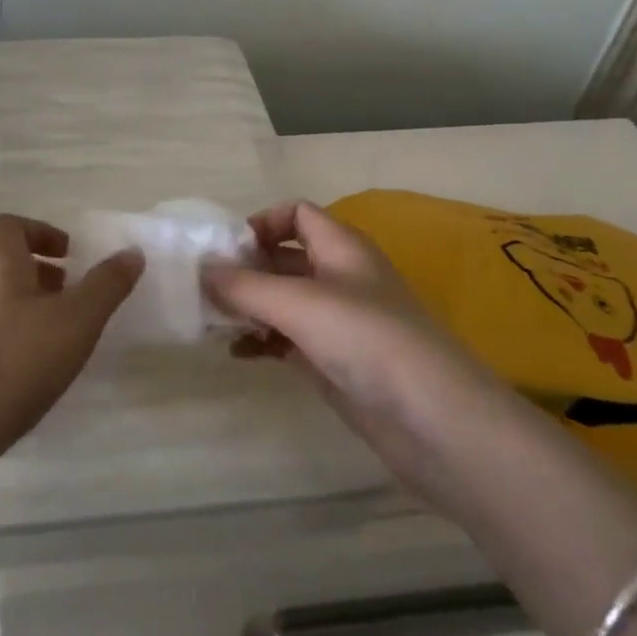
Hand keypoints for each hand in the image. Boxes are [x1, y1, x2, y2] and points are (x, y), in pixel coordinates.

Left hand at [0, 214, 143, 466]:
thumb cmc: (17, 362)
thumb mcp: (77, 321)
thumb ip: (106, 286)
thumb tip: (132, 251)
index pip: (6, 227)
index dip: (37, 231)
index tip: (68, 255)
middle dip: (35, 274)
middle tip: (66, 296)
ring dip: (23, 311)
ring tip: (56, 340)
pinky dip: (9, 347)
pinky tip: (31, 378)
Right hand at [203, 201, 495, 470]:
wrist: (435, 422)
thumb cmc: (367, 340)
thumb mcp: (299, 304)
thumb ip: (244, 286)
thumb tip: (201, 270)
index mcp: (341, 248)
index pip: (297, 214)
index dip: (262, 223)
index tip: (227, 250)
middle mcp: (341, 278)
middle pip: (285, 258)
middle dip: (246, 269)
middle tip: (204, 289)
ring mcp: (340, 323)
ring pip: (285, 301)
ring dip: (250, 307)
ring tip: (212, 322)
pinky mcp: (336, 362)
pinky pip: (290, 340)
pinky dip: (263, 341)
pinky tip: (238, 354)